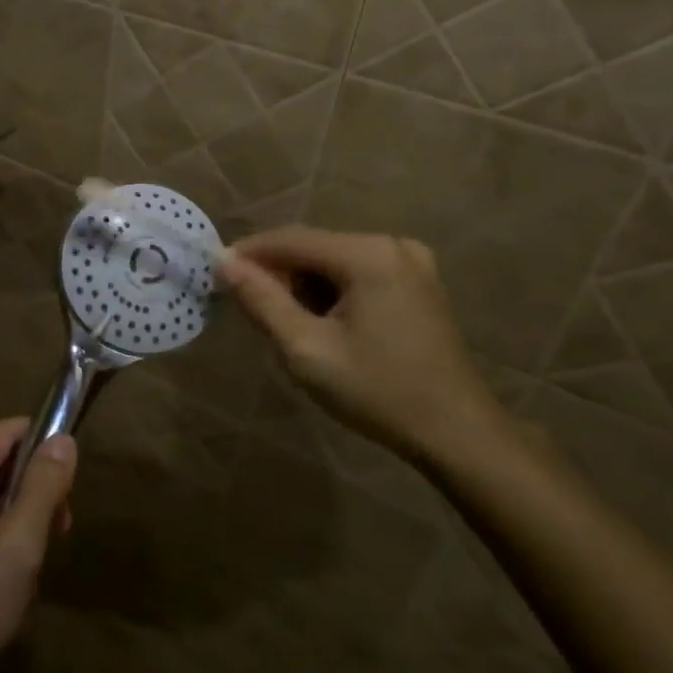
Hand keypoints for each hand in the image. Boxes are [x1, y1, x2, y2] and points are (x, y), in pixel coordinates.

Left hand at [0, 418, 76, 672]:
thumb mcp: (20, 543)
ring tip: (32, 567)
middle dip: (32, 489)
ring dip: (16, 520)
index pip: (4, 430)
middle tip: (59, 531)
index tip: (70, 479)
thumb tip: (62, 439)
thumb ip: (43, 486)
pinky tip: (4, 584)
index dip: (41, 442)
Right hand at [220, 227, 505, 464]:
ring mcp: (411, 262)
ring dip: (302, 284)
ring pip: (333, 261)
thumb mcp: (307, 350)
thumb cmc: (378, 392)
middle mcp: (391, 245)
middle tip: (247, 308)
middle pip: (313, 247)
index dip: (248, 253)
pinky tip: (321, 324)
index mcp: (368, 254)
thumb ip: (262, 301)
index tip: (214, 274)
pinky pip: (357, 273)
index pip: (290, 239)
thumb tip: (224, 262)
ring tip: (282, 323)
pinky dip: (330, 291)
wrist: (457, 433)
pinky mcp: (418, 282)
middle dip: (276, 272)